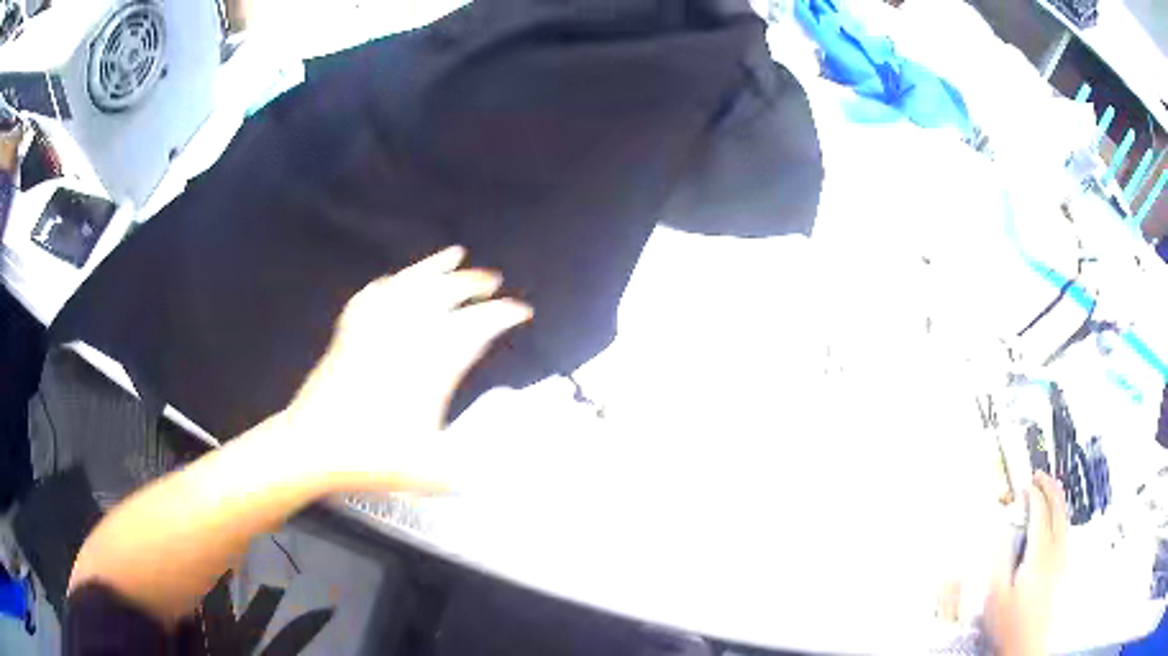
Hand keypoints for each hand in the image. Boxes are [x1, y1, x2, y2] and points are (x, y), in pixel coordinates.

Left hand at [280, 246, 532, 491]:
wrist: (314, 445)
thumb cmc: (372, 457)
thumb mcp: (432, 471)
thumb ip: (470, 466)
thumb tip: (498, 465)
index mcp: (431, 366)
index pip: (476, 327)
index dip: (503, 315)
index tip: (520, 311)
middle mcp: (405, 337)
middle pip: (445, 293)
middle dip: (473, 283)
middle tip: (492, 281)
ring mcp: (374, 329)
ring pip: (410, 283)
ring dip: (436, 267)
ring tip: (454, 256)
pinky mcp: (350, 332)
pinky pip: (373, 295)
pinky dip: (390, 283)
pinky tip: (395, 280)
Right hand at [984, 471, 1068, 655]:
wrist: (1029, 646)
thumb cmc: (1011, 626)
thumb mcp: (996, 597)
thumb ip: (998, 562)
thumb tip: (998, 532)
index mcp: (1040, 553)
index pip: (1040, 512)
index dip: (1032, 494)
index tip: (1024, 485)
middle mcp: (1056, 551)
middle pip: (1058, 508)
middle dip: (1049, 487)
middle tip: (1040, 476)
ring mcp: (1062, 559)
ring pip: (1064, 519)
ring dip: (1056, 501)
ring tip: (1048, 491)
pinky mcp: (1063, 569)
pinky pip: (1065, 532)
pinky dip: (1059, 518)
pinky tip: (1053, 523)